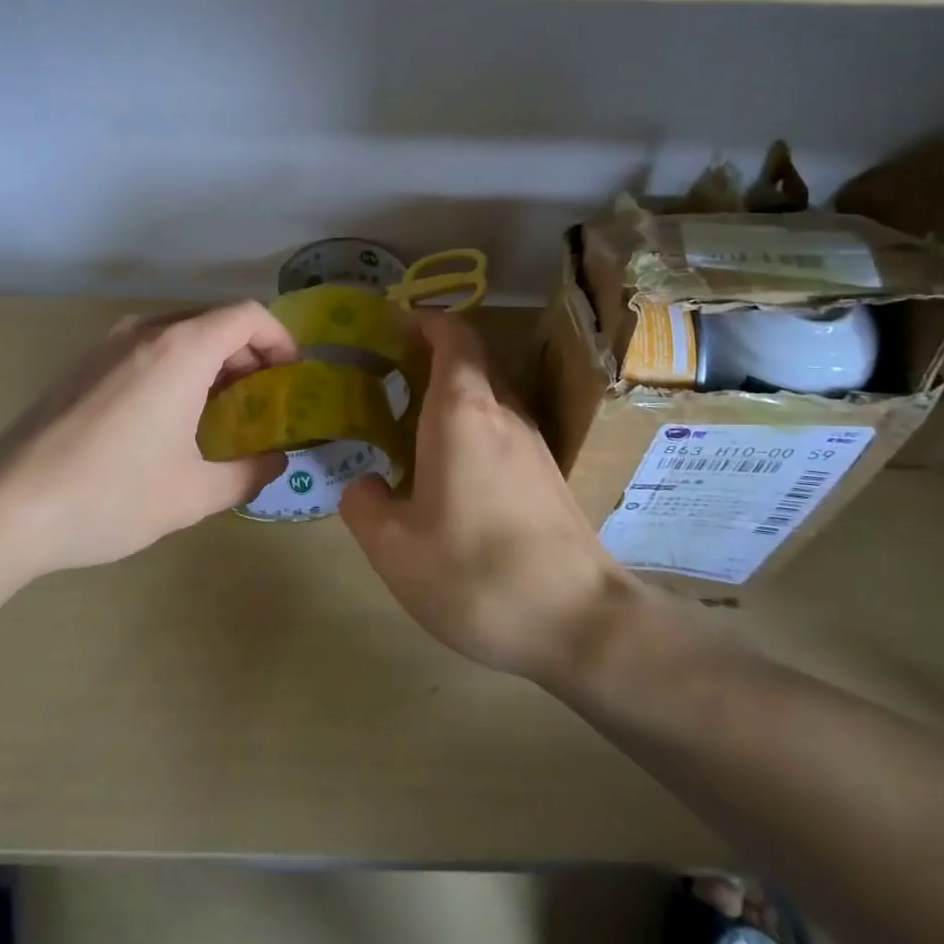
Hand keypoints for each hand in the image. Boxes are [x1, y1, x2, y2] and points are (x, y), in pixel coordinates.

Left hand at [0, 303, 295, 575]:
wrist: (4, 507)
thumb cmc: (111, 495)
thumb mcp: (194, 494)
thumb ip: (249, 473)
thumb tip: (276, 461)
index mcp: (181, 349)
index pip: (247, 316)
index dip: (280, 339)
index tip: (292, 375)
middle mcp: (145, 332)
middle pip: (214, 321)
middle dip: (248, 355)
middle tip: (261, 401)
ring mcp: (107, 345)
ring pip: (178, 334)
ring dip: (210, 362)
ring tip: (219, 411)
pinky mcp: (82, 365)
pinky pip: (146, 349)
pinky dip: (175, 368)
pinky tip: (168, 419)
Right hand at [340, 312, 641, 682]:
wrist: (579, 623)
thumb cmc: (475, 573)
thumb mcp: (393, 548)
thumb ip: (364, 505)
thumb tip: (365, 485)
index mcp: (462, 411)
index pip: (452, 335)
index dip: (423, 320)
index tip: (390, 326)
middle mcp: (503, 412)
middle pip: (472, 359)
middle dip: (430, 355)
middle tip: (387, 375)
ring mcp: (533, 443)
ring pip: (489, 394)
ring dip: (451, 394)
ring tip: (409, 424)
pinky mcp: (548, 475)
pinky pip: (502, 427)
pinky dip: (471, 426)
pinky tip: (449, 471)